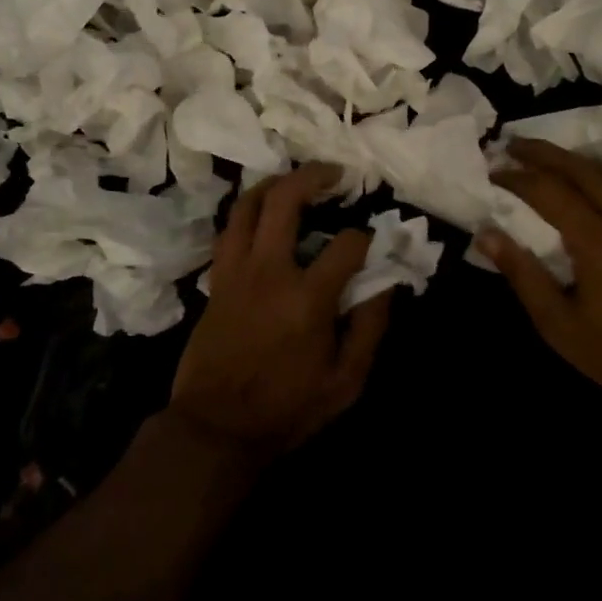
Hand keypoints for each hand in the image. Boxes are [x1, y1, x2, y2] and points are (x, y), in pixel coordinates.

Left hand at [171, 163, 390, 456]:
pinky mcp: (217, 280)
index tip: (373, 243)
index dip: (366, 237)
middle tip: (334, 172)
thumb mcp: (346, 382)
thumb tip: (386, 284)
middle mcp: (269, 271)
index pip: (346, 244)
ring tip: (295, 181)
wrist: (216, 427)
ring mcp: (236, 271)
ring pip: (247, 205)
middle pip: (285, 200)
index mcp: (308, 298)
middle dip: (313, 176)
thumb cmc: (286, 408)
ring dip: (273, 184)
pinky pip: (229, 230)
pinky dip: (247, 212)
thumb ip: (370, 328)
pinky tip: (262, 215)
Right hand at [480, 139, 601, 416]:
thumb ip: (522, 274)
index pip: (548, 190)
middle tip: (511, 145)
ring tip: (550, 162)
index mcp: (594, 239)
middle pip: (579, 168)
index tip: (491, 172)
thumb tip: (486, 235)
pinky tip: (594, 187)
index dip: (516, 178)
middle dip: (542, 152)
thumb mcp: (558, 323)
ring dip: (576, 159)